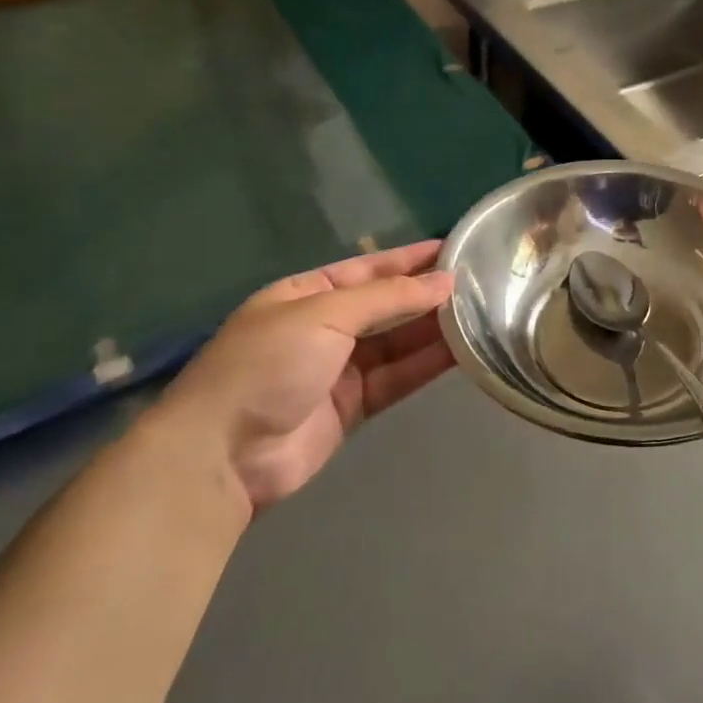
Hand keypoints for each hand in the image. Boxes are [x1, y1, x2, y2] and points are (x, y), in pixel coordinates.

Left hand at [153, 240, 456, 511]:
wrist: (222, 453)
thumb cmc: (268, 363)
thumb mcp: (326, 314)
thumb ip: (388, 298)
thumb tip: (444, 282)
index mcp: (306, 294)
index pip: (368, 268)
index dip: (410, 259)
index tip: (455, 248)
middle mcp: (324, 327)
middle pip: (386, 305)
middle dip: (427, 294)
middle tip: (479, 282)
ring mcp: (338, 368)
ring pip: (396, 342)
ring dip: (433, 329)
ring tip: (480, 313)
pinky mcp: (352, 406)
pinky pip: (397, 377)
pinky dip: (426, 365)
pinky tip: (461, 351)